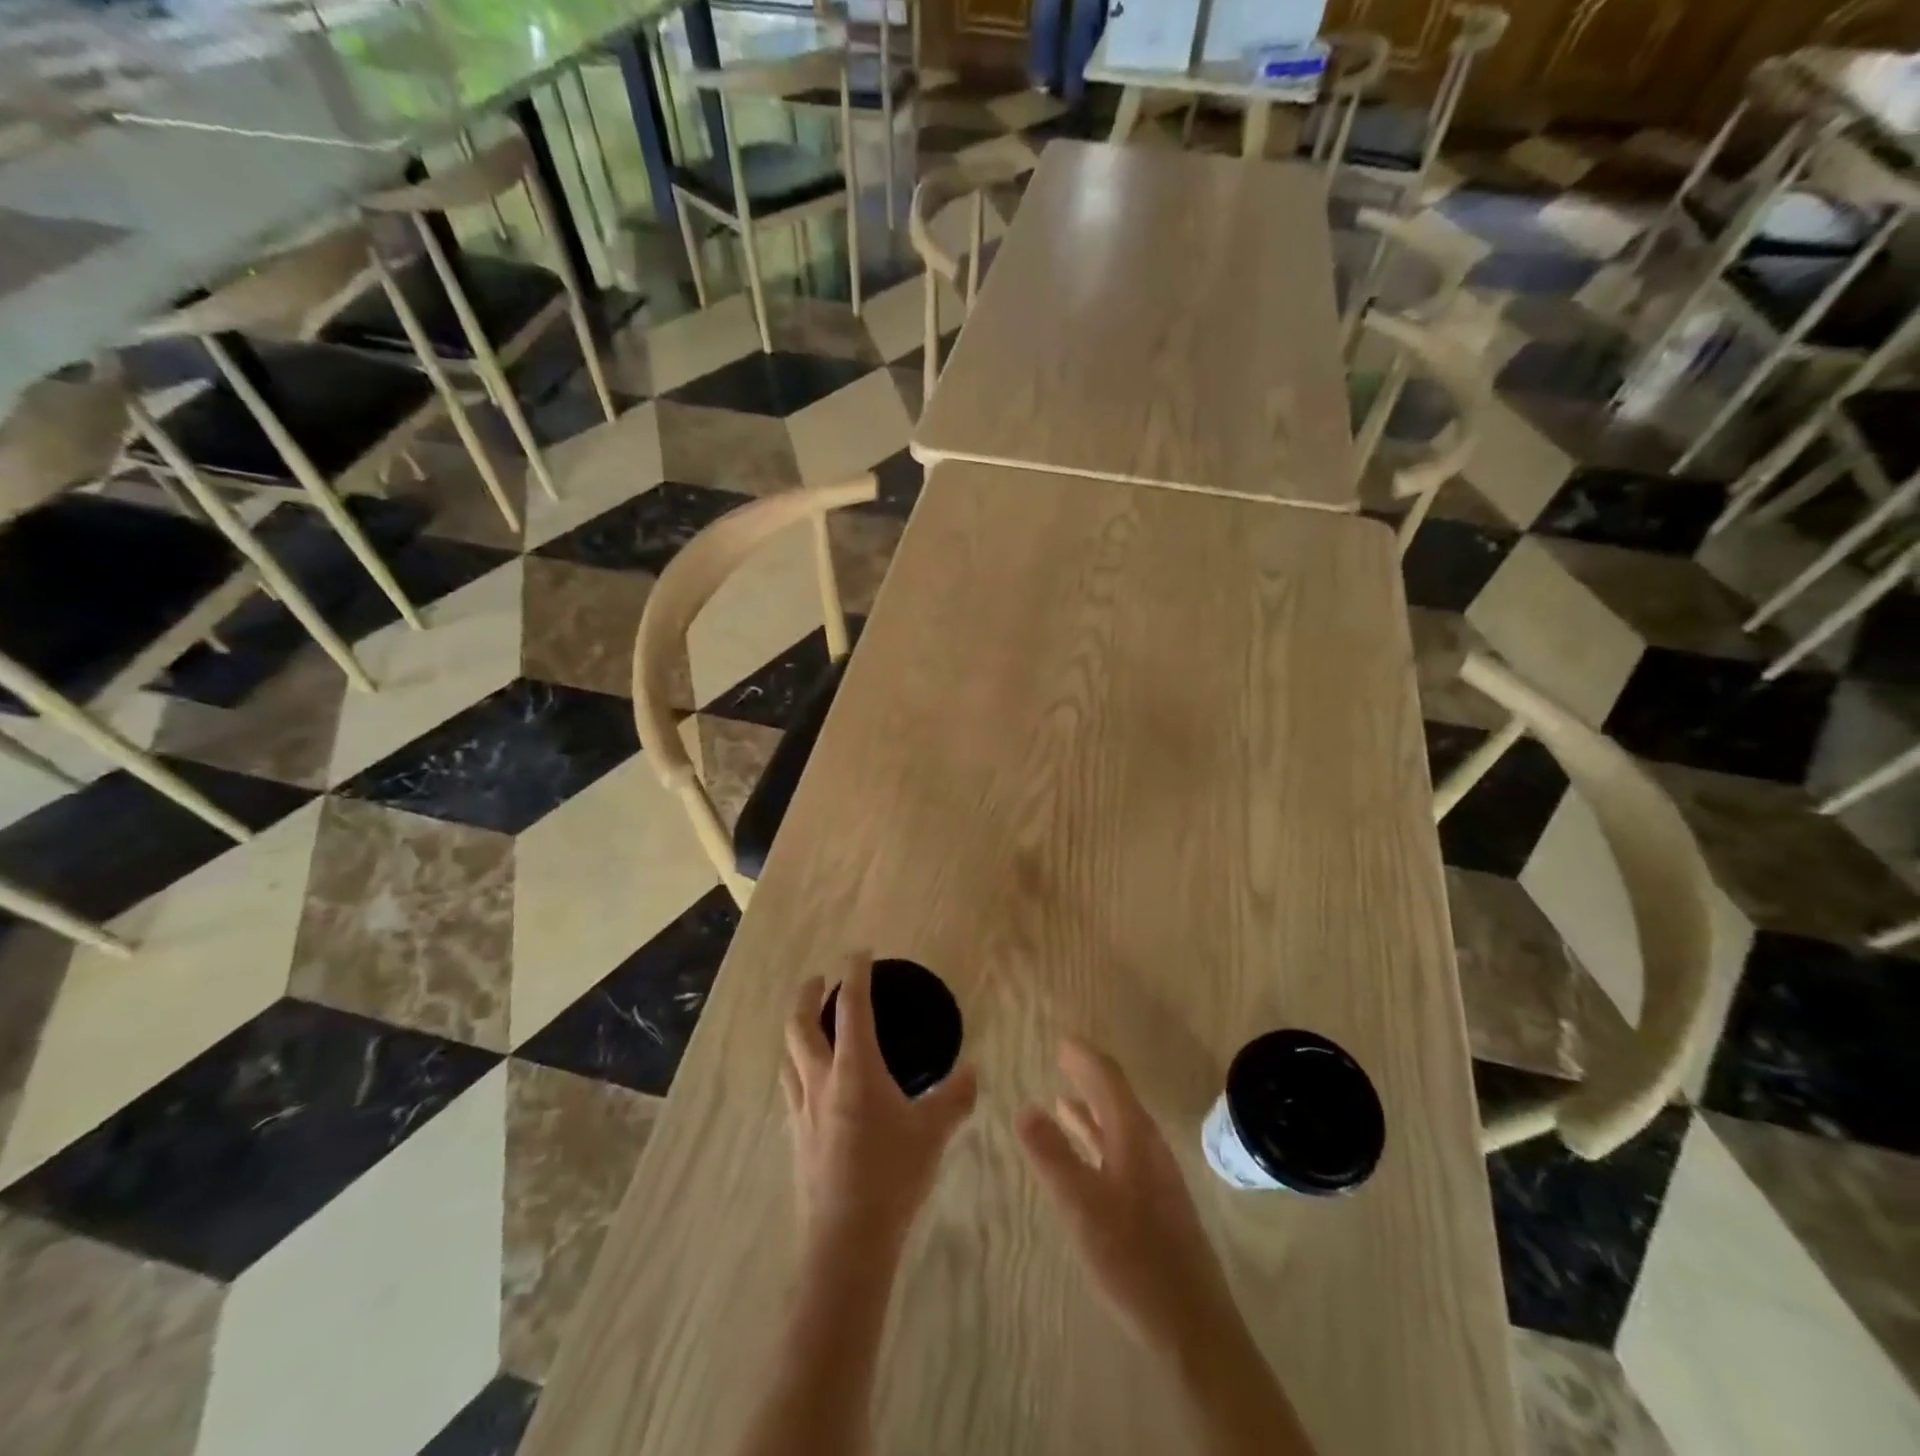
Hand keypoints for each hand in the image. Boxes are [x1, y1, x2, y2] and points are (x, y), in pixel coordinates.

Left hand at [782, 954, 978, 1250]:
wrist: (846, 1242)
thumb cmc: (892, 1177)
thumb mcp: (933, 1133)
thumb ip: (955, 1096)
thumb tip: (973, 1070)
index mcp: (855, 1070)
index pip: (851, 1007)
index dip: (855, 974)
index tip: (860, 953)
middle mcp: (821, 1081)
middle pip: (799, 1025)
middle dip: (807, 994)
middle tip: (820, 978)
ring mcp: (802, 1110)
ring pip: (788, 1057)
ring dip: (797, 1032)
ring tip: (810, 1026)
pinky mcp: (796, 1138)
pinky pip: (791, 1089)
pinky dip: (799, 1071)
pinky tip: (813, 1085)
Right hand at [1016, 1039, 1242, 1355]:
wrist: (1193, 1328)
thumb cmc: (1134, 1260)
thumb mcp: (1082, 1206)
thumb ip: (1052, 1155)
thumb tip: (1024, 1107)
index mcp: (1134, 1136)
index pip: (1108, 1079)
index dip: (1084, 1057)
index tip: (1061, 1039)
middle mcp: (1147, 1146)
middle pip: (1116, 1097)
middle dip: (1088, 1075)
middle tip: (1061, 1057)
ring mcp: (1154, 1176)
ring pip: (1118, 1126)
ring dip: (1091, 1107)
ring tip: (1061, 1096)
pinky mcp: (1154, 1203)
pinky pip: (1120, 1151)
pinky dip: (1097, 1139)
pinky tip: (1083, 1154)